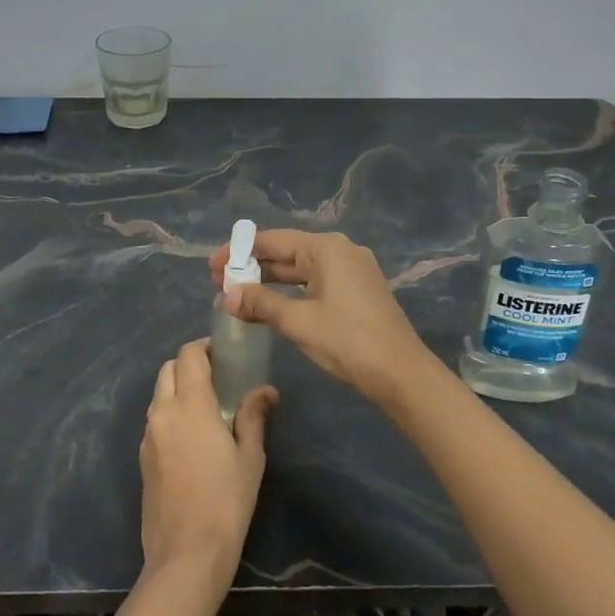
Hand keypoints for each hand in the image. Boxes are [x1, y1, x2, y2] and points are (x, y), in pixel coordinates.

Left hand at [139, 338, 277, 594]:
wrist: (185, 554)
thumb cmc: (226, 502)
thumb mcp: (250, 457)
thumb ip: (253, 416)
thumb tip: (265, 390)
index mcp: (190, 405)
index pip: (189, 355)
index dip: (204, 347)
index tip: (223, 354)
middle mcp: (163, 412)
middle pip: (168, 369)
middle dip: (189, 365)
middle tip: (216, 378)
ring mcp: (148, 436)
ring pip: (159, 395)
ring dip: (177, 389)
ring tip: (206, 408)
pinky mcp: (143, 458)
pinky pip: (155, 420)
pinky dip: (170, 414)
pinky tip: (191, 437)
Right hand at [209, 229, 436, 403]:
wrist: (402, 374)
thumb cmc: (348, 341)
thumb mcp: (299, 322)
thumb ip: (261, 303)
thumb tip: (228, 296)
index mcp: (326, 248)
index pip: (272, 240)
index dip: (239, 252)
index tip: (212, 267)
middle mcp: (340, 251)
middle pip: (287, 252)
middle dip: (252, 267)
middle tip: (218, 283)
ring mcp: (352, 270)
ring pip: (301, 269)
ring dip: (270, 281)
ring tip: (237, 295)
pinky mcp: (357, 291)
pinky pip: (315, 282)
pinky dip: (291, 291)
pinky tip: (271, 305)